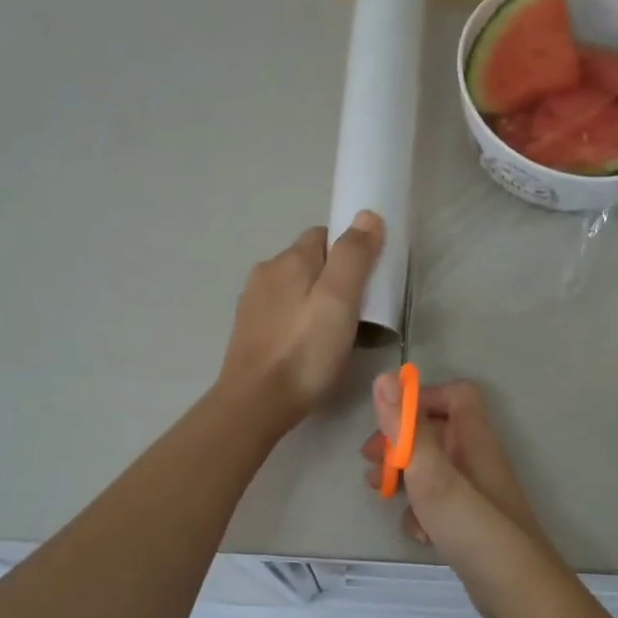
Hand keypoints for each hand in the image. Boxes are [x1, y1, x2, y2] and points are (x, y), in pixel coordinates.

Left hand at [219, 212, 384, 426]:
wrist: (256, 403)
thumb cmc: (305, 351)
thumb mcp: (339, 300)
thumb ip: (354, 255)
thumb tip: (367, 215)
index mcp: (289, 259)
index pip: (325, 235)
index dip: (350, 252)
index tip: (369, 282)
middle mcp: (266, 273)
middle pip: (310, 263)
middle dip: (335, 279)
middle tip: (358, 313)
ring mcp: (253, 303)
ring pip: (295, 290)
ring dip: (316, 302)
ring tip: (335, 335)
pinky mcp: (249, 331)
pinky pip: (283, 314)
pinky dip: (299, 322)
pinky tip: (308, 348)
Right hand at [360, 376, 544, 551]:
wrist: (517, 592)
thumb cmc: (473, 527)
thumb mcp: (432, 474)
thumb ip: (407, 428)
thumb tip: (385, 377)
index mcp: (474, 440)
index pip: (455, 395)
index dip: (421, 399)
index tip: (389, 421)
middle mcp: (477, 461)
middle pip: (436, 433)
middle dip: (400, 444)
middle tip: (370, 462)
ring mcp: (476, 495)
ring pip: (433, 471)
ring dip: (404, 479)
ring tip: (380, 494)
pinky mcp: (471, 525)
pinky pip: (439, 506)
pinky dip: (422, 514)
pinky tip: (418, 535)